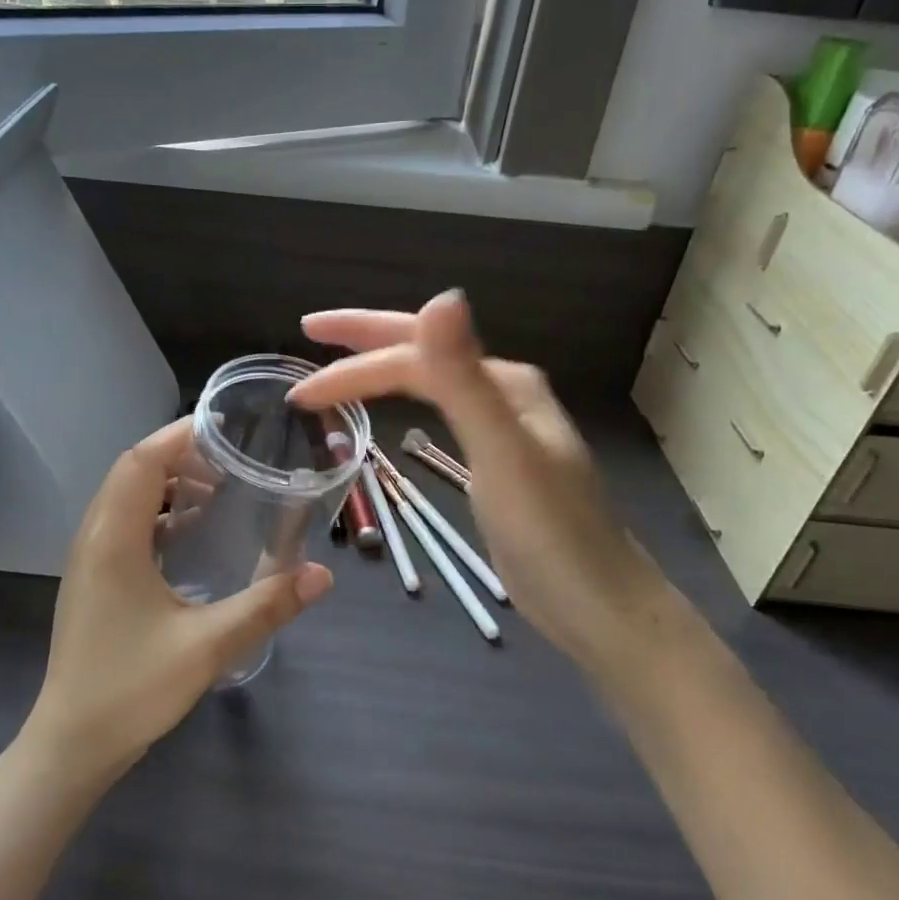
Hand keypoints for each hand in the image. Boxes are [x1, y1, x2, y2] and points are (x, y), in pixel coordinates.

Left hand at [24, 418, 332, 782]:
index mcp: (113, 539)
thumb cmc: (131, 690)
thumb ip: (266, 606)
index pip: (142, 461)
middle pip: (133, 471)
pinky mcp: (95, 578)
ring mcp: (90, 558)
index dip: (180, 435)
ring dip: (169, 484)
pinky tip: (193, 533)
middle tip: (232, 459)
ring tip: (218, 490)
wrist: (71, 744)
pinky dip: (160, 514)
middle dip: (181, 456)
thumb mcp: (207, 647)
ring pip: (127, 497)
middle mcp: (94, 537)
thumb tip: (323, 575)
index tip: (226, 427)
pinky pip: (126, 524)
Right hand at [289, 290, 665, 672]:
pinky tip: (393, 408)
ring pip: (428, 379)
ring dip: (379, 368)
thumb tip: (441, 295)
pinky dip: (402, 401)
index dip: (352, 368)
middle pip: (422, 351)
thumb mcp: (501, 452)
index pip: (412, 359)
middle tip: (309, 331)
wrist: (599, 604)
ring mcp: (501, 425)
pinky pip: (438, 410)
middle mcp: (502, 391)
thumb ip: (465, 378)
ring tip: (336, 369)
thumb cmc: (548, 533)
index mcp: (502, 381)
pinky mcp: (495, 458)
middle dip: (362, 340)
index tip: (300, 394)